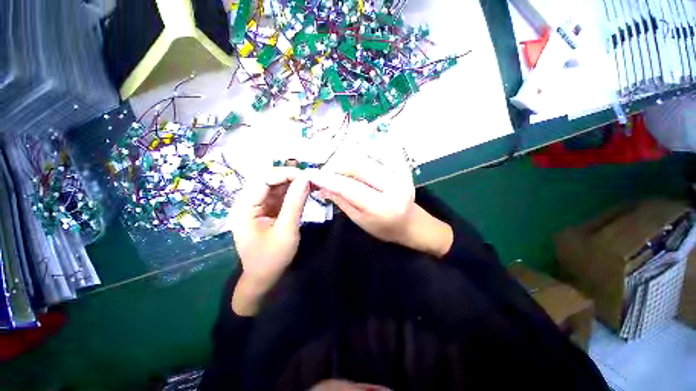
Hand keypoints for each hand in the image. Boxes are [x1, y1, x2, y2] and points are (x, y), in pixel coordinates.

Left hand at [230, 167, 310, 315]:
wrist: (263, 278)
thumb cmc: (272, 258)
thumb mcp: (287, 230)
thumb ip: (295, 203)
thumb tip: (305, 179)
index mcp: (244, 208)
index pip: (263, 180)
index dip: (285, 174)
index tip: (307, 176)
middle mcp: (246, 203)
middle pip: (267, 180)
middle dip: (289, 177)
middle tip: (310, 179)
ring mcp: (254, 206)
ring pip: (273, 186)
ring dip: (291, 183)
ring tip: (309, 183)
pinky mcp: (263, 210)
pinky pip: (277, 195)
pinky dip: (290, 192)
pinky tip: (302, 191)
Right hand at [311, 144, 452, 257]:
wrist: (410, 223)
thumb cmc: (384, 227)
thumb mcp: (359, 220)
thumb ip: (342, 201)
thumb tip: (322, 186)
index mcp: (382, 207)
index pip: (349, 187)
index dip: (328, 179)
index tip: (312, 174)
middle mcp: (394, 186)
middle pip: (358, 165)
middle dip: (336, 165)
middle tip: (325, 170)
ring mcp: (401, 173)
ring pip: (368, 153)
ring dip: (349, 156)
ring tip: (339, 166)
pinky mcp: (404, 165)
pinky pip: (381, 149)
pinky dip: (365, 150)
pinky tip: (357, 158)